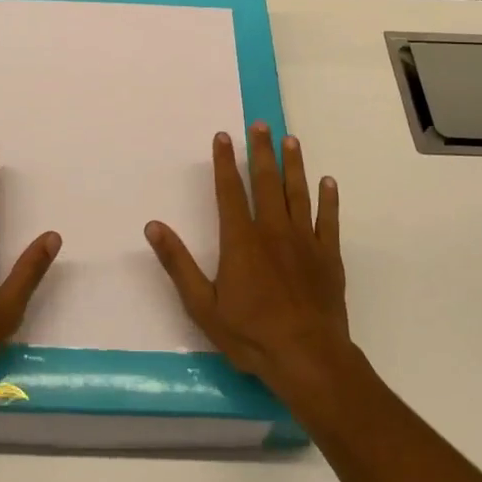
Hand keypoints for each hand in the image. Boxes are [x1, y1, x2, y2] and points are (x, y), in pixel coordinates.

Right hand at [144, 122, 353, 407]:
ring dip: (294, 165)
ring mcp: (304, 241)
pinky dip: (328, 199)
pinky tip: (328, 182)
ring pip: (298, 193)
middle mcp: (273, 230)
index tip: (223, 136)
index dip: (224, 162)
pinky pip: (329, 219)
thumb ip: (178, 263)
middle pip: (267, 182)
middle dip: (262, 151)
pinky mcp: (328, 256)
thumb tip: (153, 226)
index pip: (230, 191)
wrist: (306, 357)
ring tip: (291, 140)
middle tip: (261, 124)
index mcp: (241, 239)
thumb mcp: (202, 304)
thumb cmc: (250, 333)